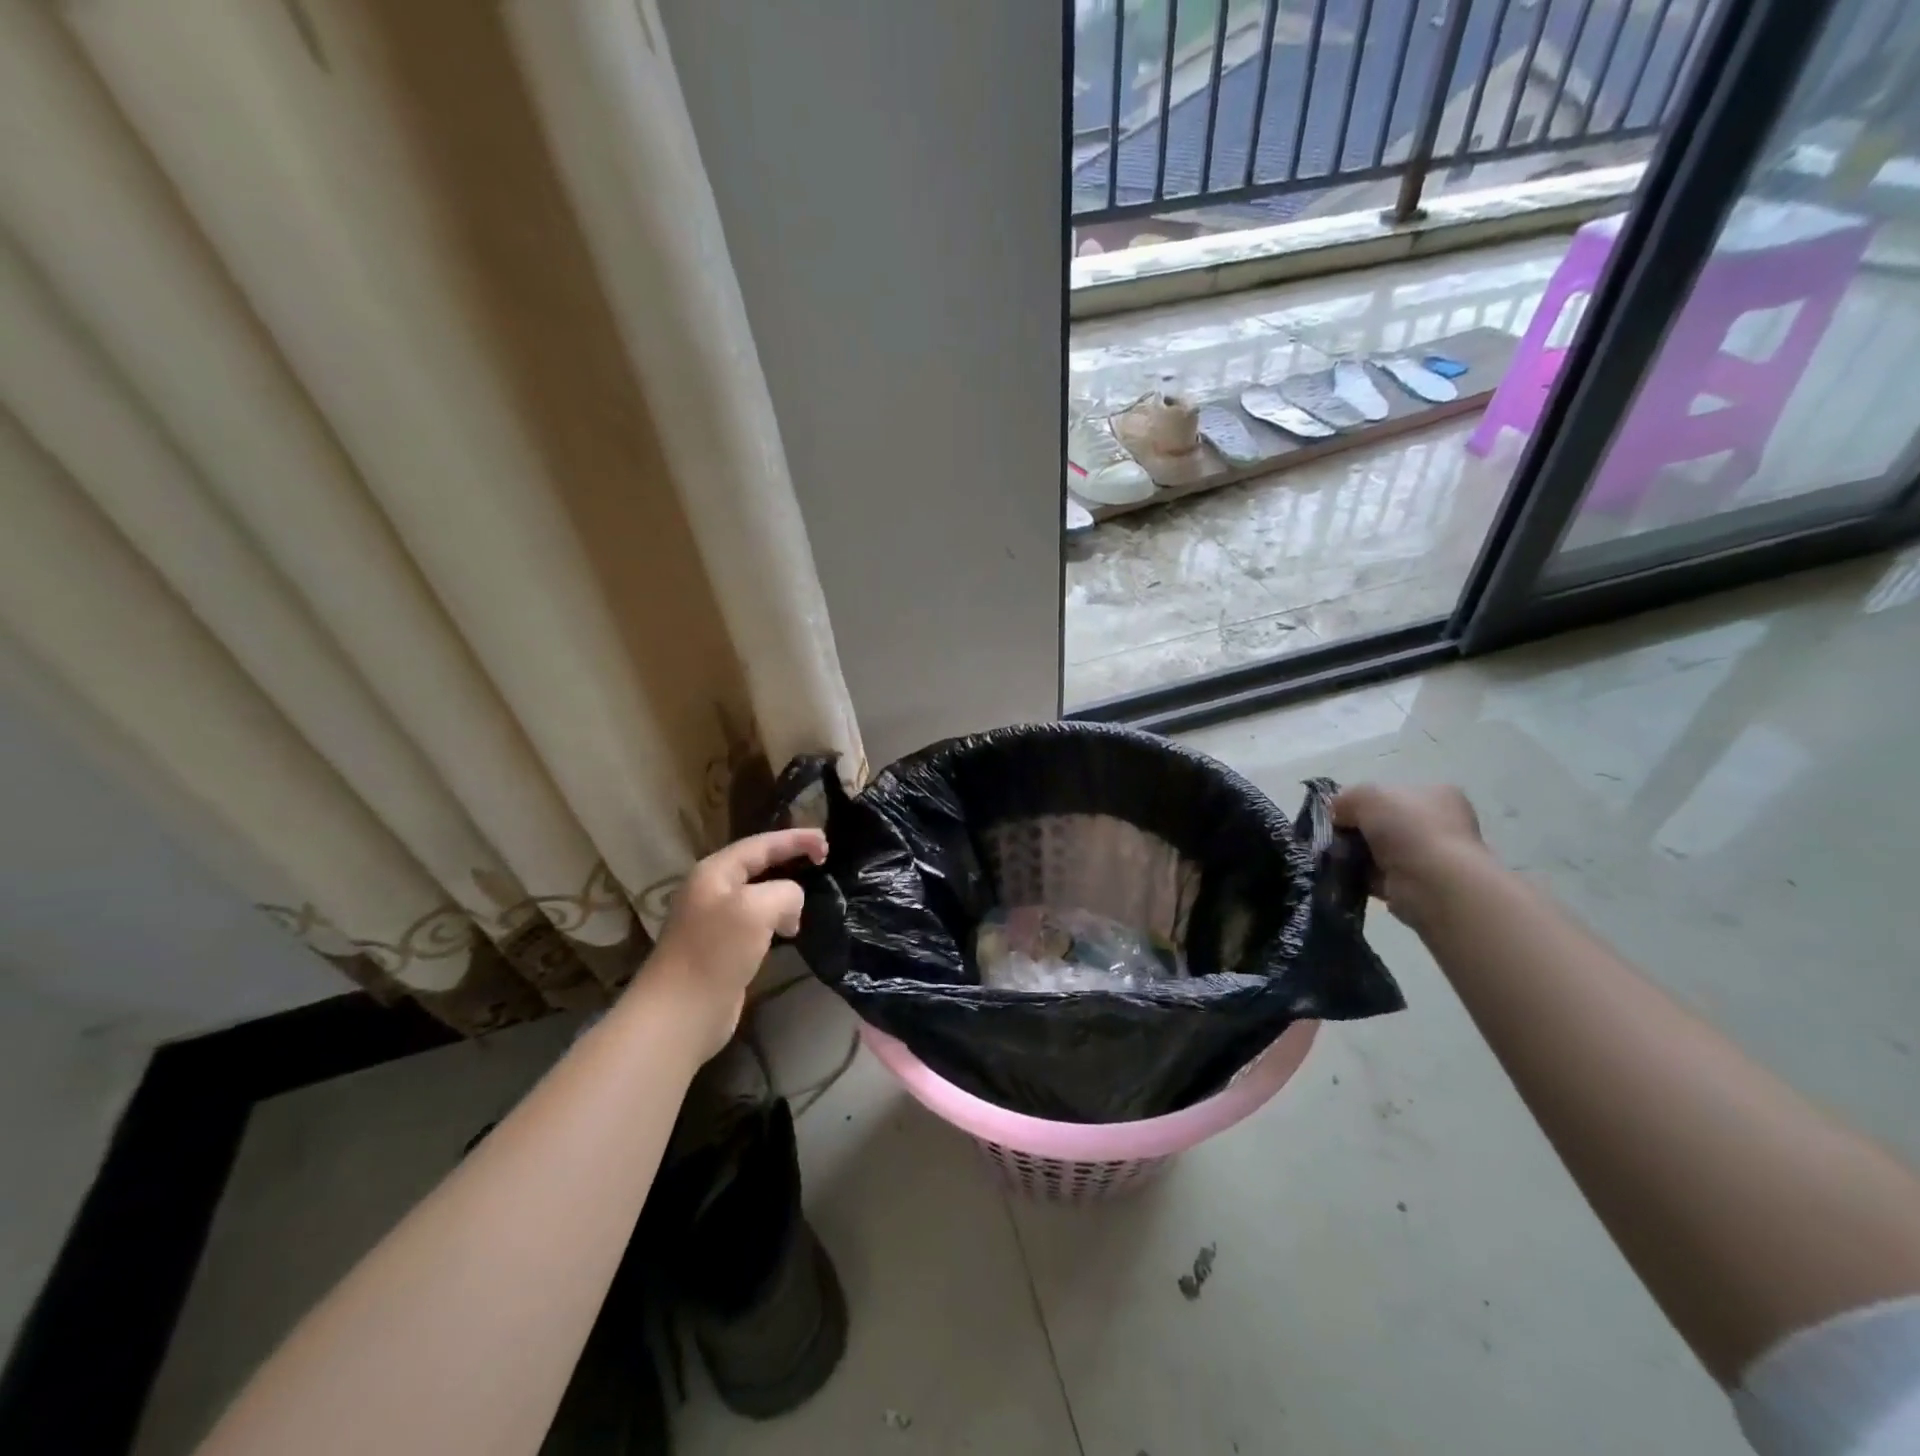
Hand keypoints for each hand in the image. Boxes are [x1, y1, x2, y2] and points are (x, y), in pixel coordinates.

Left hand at [643, 827, 827, 1060]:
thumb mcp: (757, 908)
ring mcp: (715, 920)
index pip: (762, 844)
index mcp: (715, 872)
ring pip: (759, 895)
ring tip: (803, 910)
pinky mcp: (722, 948)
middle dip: (790, 861)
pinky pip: (757, 921)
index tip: (827, 842)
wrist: (680, 1013)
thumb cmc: (716, 952)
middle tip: (823, 861)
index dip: (795, 839)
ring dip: (785, 896)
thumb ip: (785, 892)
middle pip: (759, 865)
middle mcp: (712, 890)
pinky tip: (788, 933)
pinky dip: (777, 920)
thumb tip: (792, 903)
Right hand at [1331, 783, 1486, 929]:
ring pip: (1380, 851)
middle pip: (1384, 823)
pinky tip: (1344, 875)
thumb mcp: (1367, 795)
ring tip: (1334, 857)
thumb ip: (1346, 799)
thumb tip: (1337, 814)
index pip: (1392, 793)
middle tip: (1333, 836)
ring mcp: (1431, 857)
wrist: (1433, 883)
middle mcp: (1439, 824)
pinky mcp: (1418, 886)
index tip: (1339, 812)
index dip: (1361, 801)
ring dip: (1357, 855)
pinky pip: (1379, 876)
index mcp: (1436, 794)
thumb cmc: (1408, 828)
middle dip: (1357, 829)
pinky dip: (1361, 876)